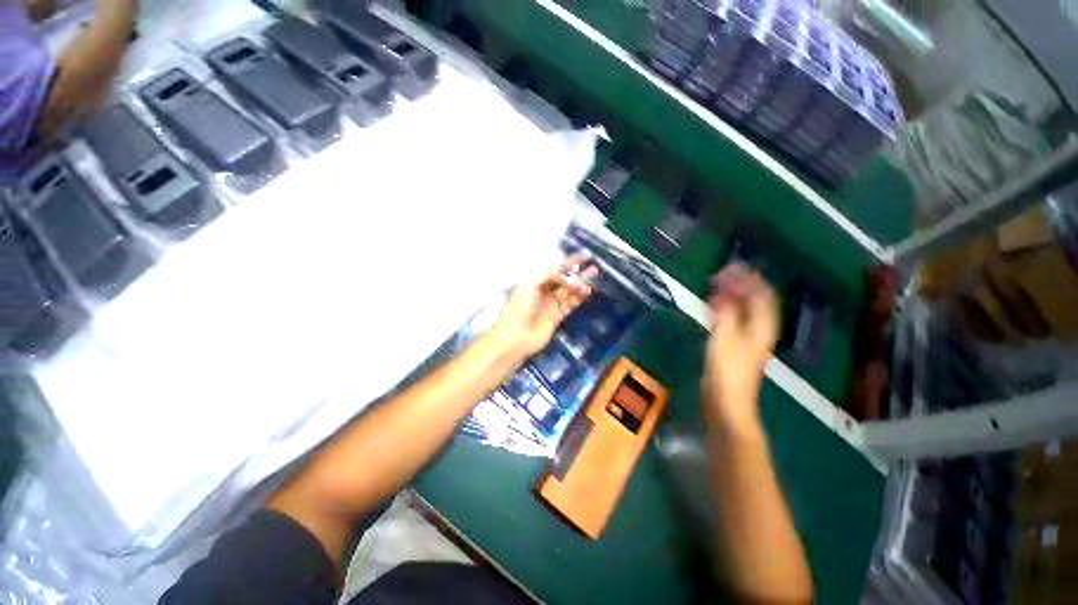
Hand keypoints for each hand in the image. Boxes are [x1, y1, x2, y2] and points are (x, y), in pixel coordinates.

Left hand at [491, 253, 598, 359]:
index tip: (582, 257)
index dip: (568, 262)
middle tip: (592, 267)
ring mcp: (550, 304)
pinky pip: (570, 304)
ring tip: (594, 275)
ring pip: (569, 291)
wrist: (516, 337)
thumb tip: (566, 276)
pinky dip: (579, 297)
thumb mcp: (530, 285)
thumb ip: (548, 275)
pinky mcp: (557, 316)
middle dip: (577, 272)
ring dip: (581, 283)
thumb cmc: (520, 309)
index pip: (554, 268)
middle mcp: (543, 291)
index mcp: (534, 281)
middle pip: (563, 279)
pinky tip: (587, 290)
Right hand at [702, 265, 779, 434]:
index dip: (750, 279)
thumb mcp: (725, 337)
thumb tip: (725, 292)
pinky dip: (725, 309)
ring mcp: (748, 339)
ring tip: (716, 286)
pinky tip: (714, 307)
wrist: (726, 402)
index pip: (763, 295)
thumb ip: (726, 312)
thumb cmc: (727, 370)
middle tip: (720, 274)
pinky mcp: (735, 346)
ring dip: (732, 296)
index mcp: (762, 326)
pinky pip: (733, 319)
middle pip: (755, 301)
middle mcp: (759, 330)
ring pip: (744, 310)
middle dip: (740, 285)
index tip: (732, 267)